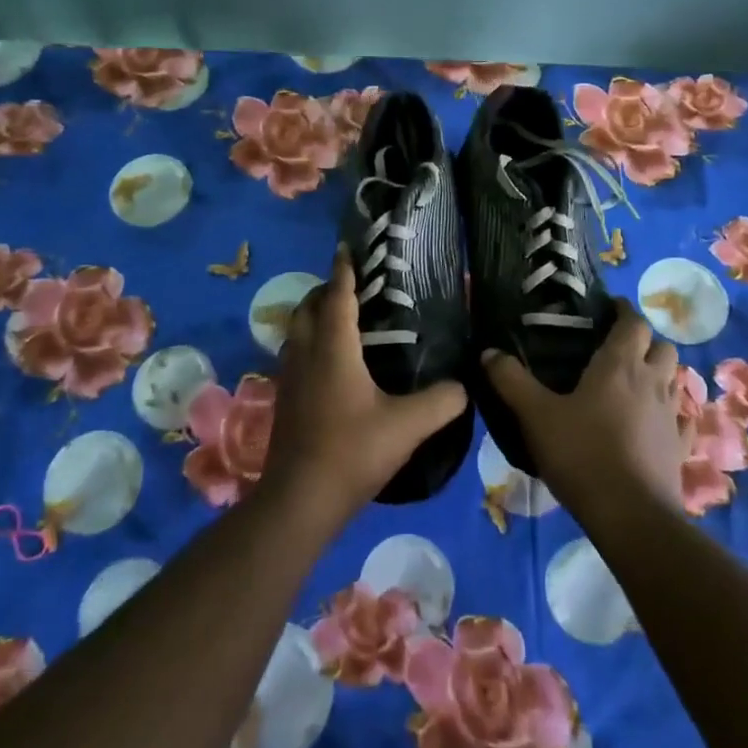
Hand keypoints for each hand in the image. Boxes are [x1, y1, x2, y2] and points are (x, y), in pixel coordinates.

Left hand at [260, 247, 468, 528]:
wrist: (299, 500)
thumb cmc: (352, 452)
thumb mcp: (407, 427)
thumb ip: (442, 402)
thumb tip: (463, 386)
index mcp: (333, 349)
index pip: (337, 296)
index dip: (344, 269)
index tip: (348, 247)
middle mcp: (305, 354)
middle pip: (308, 307)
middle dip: (327, 290)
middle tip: (354, 286)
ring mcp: (289, 377)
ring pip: (296, 331)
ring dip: (314, 316)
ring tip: (343, 318)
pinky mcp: (284, 399)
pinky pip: (295, 354)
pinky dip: (310, 342)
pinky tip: (332, 363)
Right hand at [482, 302, 684, 520]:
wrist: (630, 515)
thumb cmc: (582, 454)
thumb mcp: (535, 415)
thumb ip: (510, 381)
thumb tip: (488, 352)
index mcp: (620, 366)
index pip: (633, 322)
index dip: (623, 311)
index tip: (607, 309)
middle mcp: (652, 383)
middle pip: (662, 347)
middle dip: (644, 342)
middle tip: (617, 349)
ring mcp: (671, 416)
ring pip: (675, 380)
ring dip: (659, 374)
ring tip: (634, 384)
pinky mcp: (680, 448)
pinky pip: (682, 420)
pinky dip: (672, 413)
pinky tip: (656, 423)